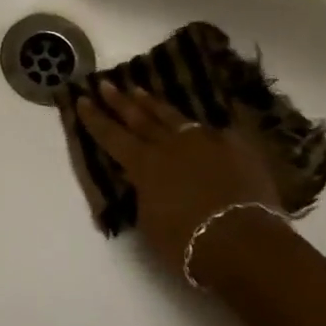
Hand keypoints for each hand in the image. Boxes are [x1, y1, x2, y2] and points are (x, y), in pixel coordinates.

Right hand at [72, 80, 285, 276]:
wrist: (243, 242)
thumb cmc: (188, 243)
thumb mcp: (150, 223)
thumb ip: (144, 196)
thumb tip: (141, 181)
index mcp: (144, 164)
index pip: (111, 135)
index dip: (95, 118)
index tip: (82, 99)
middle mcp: (169, 145)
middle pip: (139, 118)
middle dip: (120, 101)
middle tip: (106, 83)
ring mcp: (204, 142)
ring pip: (173, 117)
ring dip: (154, 104)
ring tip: (140, 90)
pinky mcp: (235, 148)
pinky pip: (214, 131)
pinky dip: (201, 127)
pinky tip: (198, 122)